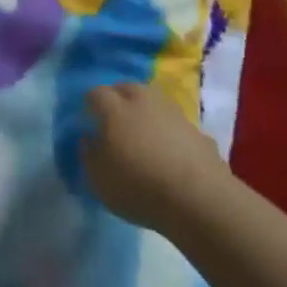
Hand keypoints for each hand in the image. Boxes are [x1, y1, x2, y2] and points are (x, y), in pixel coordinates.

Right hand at [82, 81, 234, 234]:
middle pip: (127, 88)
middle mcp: (144, 102)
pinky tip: (168, 150)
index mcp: (115, 109)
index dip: (90, 103)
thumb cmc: (137, 186)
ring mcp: (175, 114)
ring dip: (145, 111)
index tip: (87, 116)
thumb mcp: (97, 177)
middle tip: (113, 117)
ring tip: (142, 133)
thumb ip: (88, 153)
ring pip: (155, 102)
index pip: (96, 93)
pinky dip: (168, 131)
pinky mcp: (199, 132)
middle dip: (117, 97)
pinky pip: (175, 124)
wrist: (199, 199)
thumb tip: (89, 137)